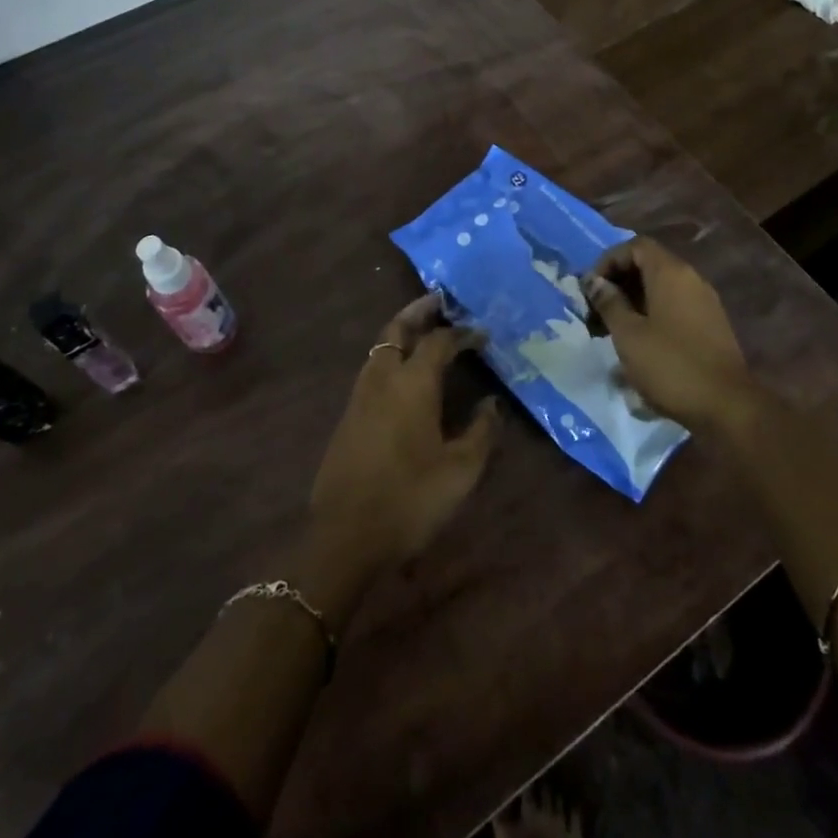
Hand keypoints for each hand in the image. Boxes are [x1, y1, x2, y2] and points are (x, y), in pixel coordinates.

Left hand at [307, 294, 500, 590]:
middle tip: (440, 301)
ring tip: (424, 332)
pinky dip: (390, 356)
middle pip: (396, 329)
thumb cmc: (410, 499)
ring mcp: (360, 396)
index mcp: (412, 383)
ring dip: (401, 332)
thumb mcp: (460, 470)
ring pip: (379, 347)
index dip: (462, 333)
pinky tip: (404, 375)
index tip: (482, 333)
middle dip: (418, 311)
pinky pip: (371, 369)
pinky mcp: (348, 416)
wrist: (345, 537)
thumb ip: (481, 431)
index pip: (439, 341)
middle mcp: (382, 379)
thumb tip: (492, 403)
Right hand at [583, 237, 750, 432]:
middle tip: (595, 313)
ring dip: (632, 303)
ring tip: (610, 332)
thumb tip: (593, 282)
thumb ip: (609, 302)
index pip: (635, 246)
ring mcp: (704, 303)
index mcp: (670, 273)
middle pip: (647, 266)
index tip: (591, 289)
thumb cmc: (671, 365)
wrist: (727, 406)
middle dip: (617, 285)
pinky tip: (637, 345)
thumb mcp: (628, 334)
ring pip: (660, 289)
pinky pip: (673, 307)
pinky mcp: (710, 326)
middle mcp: (691, 279)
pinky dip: (651, 316)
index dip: (609, 261)